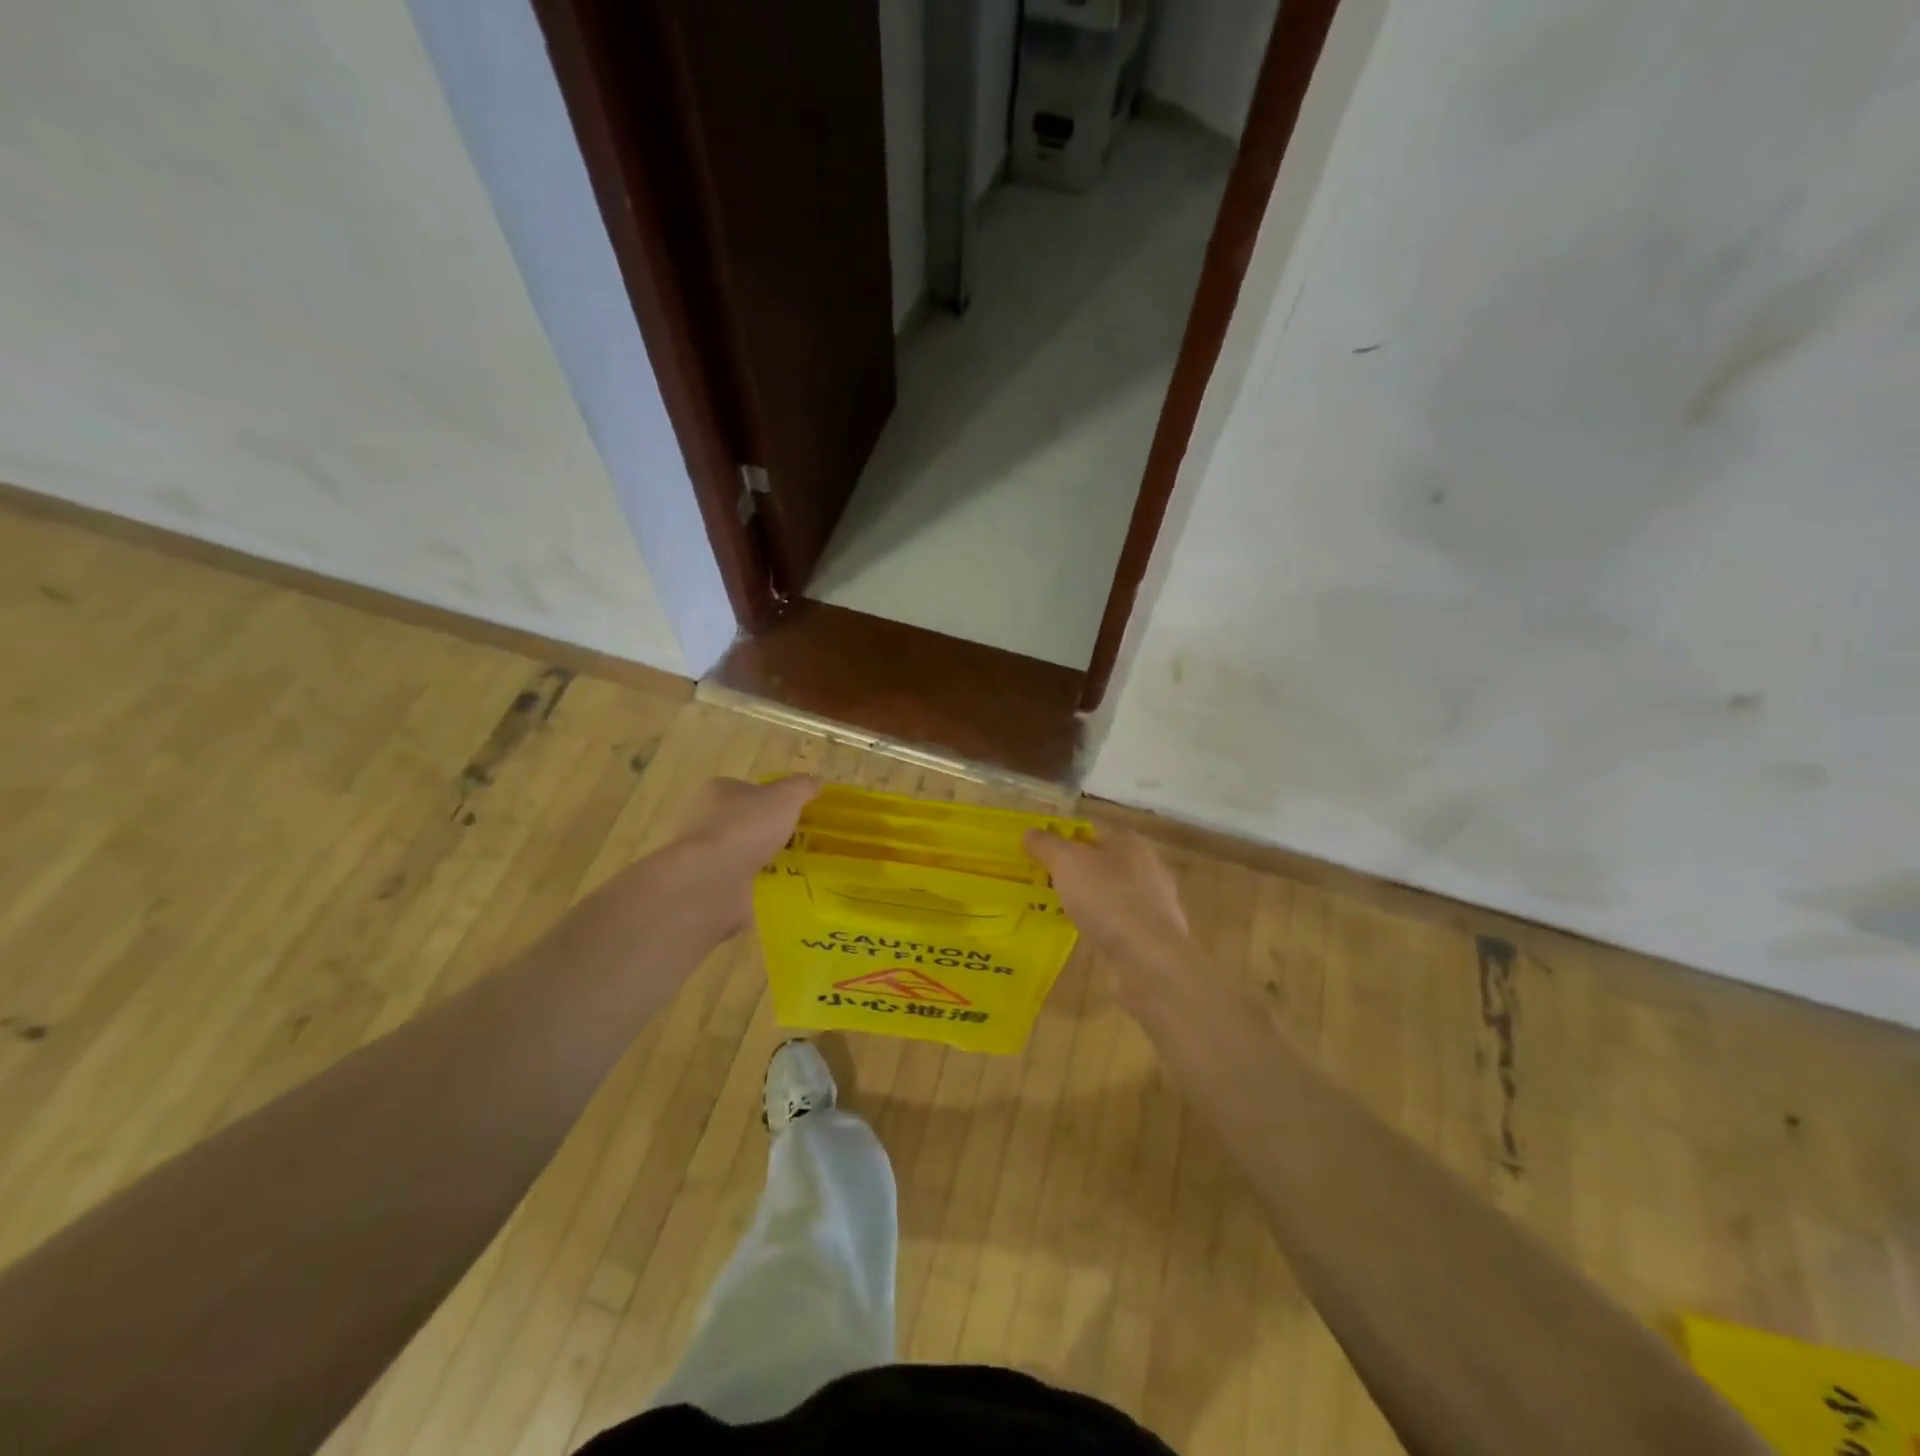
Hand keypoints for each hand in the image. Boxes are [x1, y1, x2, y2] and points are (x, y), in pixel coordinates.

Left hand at [667, 775, 820, 939]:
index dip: (771, 799)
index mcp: (719, 792)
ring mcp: (705, 856)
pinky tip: (779, 896)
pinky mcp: (708, 887)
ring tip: (796, 873)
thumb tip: (816, 781)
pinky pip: (740, 886)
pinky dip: (756, 891)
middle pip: (744, 823)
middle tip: (799, 844)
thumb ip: (801, 787)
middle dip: (768, 834)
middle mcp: (706, 821)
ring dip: (763, 865)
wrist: (711, 879)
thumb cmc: (746, 827)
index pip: (747, 790)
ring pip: (741, 856)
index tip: (794, 814)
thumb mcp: (785, 797)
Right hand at [1025, 826, 1189, 996]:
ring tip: (1062, 912)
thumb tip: (1029, 832)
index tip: (1042, 858)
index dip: (1066, 842)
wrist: (1148, 958)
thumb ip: (1046, 845)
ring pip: (1113, 893)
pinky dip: (1104, 925)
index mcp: (1129, 842)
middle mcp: (1147, 866)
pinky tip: (1087, 935)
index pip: (1092, 833)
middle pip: (1103, 862)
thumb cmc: (1107, 899)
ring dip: (1091, 900)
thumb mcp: (1067, 863)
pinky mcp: (1155, 933)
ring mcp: (1155, 901)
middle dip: (1078, 872)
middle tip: (1047, 885)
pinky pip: (1121, 921)